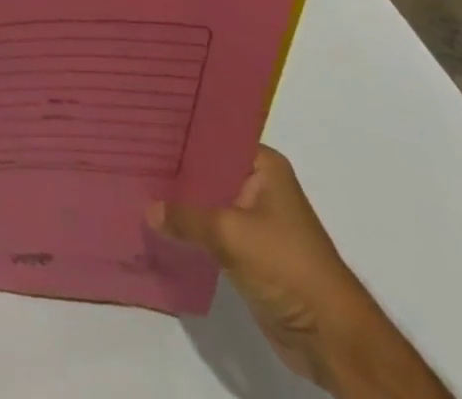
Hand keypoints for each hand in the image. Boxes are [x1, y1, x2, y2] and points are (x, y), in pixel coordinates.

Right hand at [148, 146, 447, 397]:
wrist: (334, 342)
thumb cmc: (288, 268)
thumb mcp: (230, 234)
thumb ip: (185, 217)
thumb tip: (147, 209)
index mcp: (263, 165)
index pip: (211, 133)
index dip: (177, 129)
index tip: (139, 121)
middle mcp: (257, 184)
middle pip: (205, 166)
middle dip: (172, 166)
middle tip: (127, 150)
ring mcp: (253, 219)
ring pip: (204, 198)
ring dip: (177, 200)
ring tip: (132, 182)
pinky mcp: (247, 251)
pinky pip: (208, 229)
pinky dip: (187, 228)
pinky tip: (154, 220)